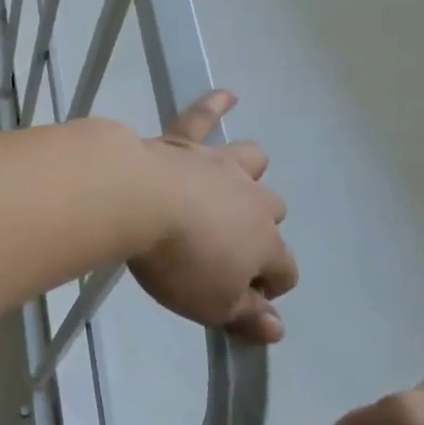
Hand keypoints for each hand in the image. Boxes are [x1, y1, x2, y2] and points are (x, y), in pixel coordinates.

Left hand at [129, 91, 296, 342]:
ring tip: (236, 182)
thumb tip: (278, 329)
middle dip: (259, 231)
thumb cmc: (179, 262)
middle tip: (226, 247)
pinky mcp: (184, 143)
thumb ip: (246, 317)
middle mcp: (251, 200)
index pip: (285, 270)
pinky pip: (203, 117)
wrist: (138, 202)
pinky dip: (216, 105)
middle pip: (272, 213)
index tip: (246, 298)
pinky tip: (227, 95)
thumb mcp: (212, 305)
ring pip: (252, 162)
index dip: (270, 287)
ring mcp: (219, 166)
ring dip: (249, 173)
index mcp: (264, 243)